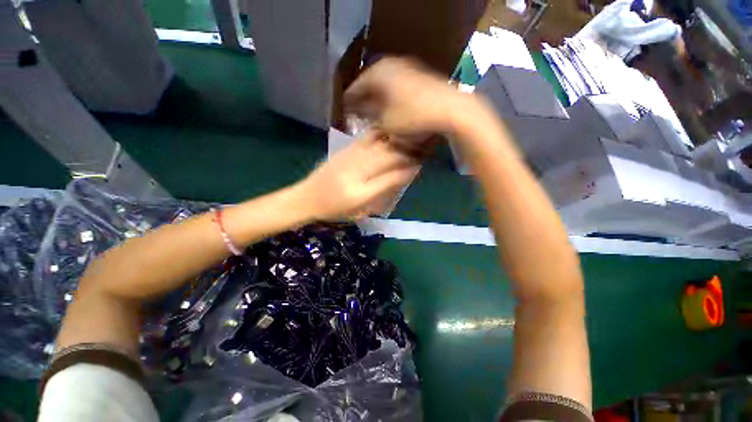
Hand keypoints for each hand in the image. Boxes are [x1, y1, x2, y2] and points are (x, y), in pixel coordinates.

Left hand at [295, 131, 419, 220]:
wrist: (307, 198)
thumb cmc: (334, 210)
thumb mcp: (358, 211)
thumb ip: (379, 196)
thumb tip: (398, 180)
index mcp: (360, 194)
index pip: (390, 179)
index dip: (407, 171)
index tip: (419, 166)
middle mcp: (356, 174)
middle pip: (387, 159)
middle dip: (406, 154)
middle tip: (419, 151)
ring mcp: (349, 159)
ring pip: (378, 147)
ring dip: (396, 142)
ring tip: (409, 140)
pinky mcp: (343, 151)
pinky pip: (365, 139)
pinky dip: (380, 135)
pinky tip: (389, 132)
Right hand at [345, 57, 475, 136]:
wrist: (448, 109)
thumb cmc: (413, 116)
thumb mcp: (386, 123)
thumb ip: (370, 120)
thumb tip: (362, 117)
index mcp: (378, 73)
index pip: (355, 88)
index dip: (349, 103)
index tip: (345, 114)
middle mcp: (390, 66)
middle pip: (370, 86)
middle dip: (363, 102)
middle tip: (358, 116)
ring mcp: (406, 70)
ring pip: (384, 87)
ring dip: (377, 101)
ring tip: (373, 116)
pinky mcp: (418, 78)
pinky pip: (396, 89)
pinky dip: (391, 100)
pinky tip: (391, 112)